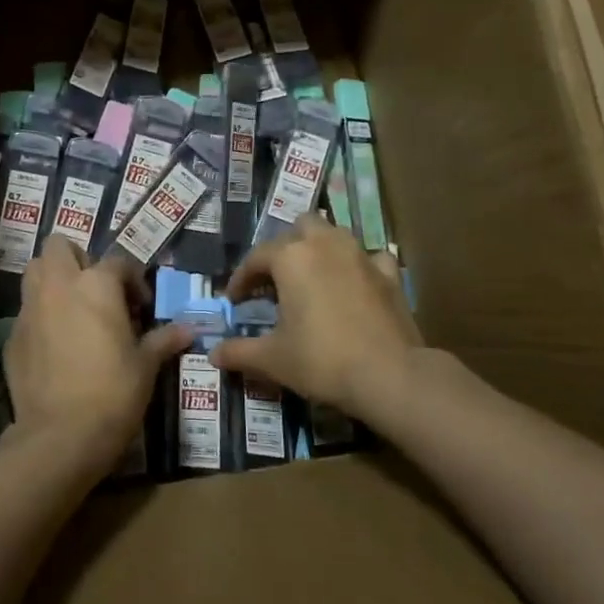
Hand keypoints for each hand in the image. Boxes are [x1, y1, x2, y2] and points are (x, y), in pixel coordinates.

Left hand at [2, 236, 190, 469]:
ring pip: (35, 272)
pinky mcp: (12, 336)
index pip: (118, 261)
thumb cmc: (113, 392)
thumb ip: (163, 340)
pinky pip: (26, 312)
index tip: (141, 307)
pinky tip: (54, 345)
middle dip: (77, 260)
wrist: (60, 436)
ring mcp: (30, 309)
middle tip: (96, 291)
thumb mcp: (145, 366)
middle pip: (59, 246)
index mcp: (96, 284)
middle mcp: (59, 286)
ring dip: (52, 279)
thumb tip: (188, 330)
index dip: (133, 280)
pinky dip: (40, 317)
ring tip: (73, 308)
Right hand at [214, 215, 422, 420]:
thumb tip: (213, 354)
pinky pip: (369, 258)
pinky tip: (356, 285)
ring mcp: (361, 255)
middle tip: (277, 281)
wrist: (390, 375)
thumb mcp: (273, 359)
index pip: (256, 258)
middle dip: (286, 248)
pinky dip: (359, 267)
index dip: (241, 279)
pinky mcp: (389, 274)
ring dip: (320, 249)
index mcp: (291, 257)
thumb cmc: (322, 360)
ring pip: (334, 234)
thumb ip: (239, 352)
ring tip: (312, 278)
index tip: (235, 302)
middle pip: (299, 228)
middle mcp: (325, 244)